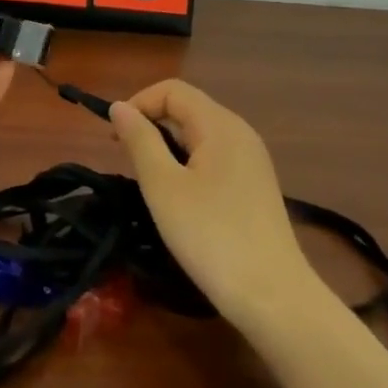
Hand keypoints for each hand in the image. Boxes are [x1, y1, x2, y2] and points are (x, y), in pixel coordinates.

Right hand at [110, 80, 318, 331]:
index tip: (114, 138)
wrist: (273, 297)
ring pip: (200, 134)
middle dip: (152, 124)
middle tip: (126, 160)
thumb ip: (140, 140)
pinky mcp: (256, 185)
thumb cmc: (211, 237)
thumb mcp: (163, 186)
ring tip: (150, 181)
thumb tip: (120, 107)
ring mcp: (252, 160)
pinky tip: (181, 198)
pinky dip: (189, 164)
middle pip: (188, 108)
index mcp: (220, 124)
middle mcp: (240, 132)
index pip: (172, 90)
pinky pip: (215, 157)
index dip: (139, 103)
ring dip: (168, 145)